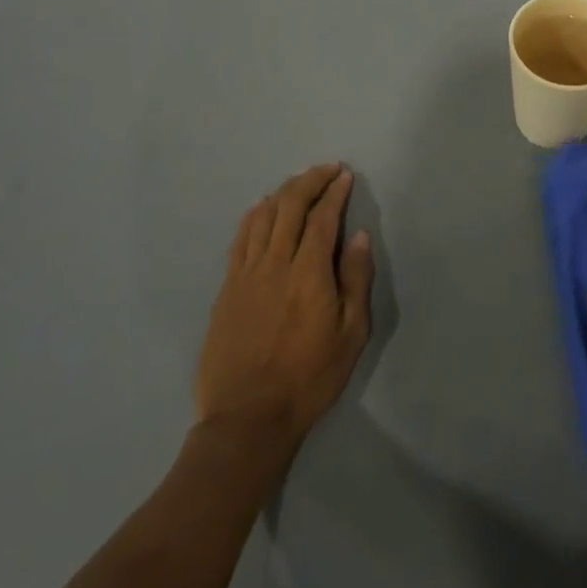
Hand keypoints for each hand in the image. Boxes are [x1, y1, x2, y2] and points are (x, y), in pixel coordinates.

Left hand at [194, 163, 373, 444]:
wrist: (247, 418)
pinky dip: (254, 216)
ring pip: (262, 217)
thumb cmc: (309, 378)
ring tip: (299, 183)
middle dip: (310, 181)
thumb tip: (359, 237)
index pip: (322, 218)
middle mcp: (274, 264)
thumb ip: (355, 280)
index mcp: (308, 273)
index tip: (345, 176)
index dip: (334, 192)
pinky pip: (240, 239)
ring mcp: (246, 274)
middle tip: (326, 169)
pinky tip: (261, 209)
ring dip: (282, 193)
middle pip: (289, 206)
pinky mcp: (227, 288)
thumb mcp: (351, 335)